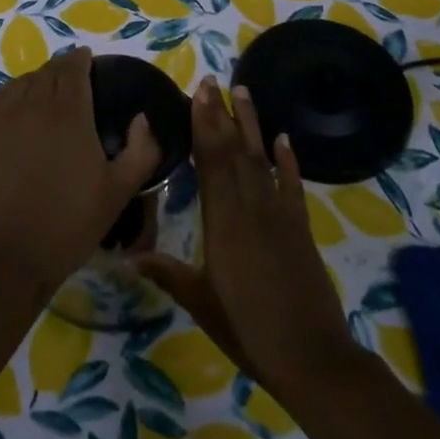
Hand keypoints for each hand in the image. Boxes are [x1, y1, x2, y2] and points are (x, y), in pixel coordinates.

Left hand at [0, 47, 161, 302]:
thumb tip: (142, 119)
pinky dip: (9, 92)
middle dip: (62, 68)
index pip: (73, 69)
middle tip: (74, 76)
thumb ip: (141, 151)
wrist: (11, 253)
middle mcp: (35, 106)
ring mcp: (5, 119)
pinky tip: (16, 103)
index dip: (81, 59)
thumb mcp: (119, 191)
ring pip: (22, 82)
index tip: (89, 59)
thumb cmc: (70, 222)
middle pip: (48, 72)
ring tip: (48, 88)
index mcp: (70, 113)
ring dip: (37, 78)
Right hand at [138, 77, 357, 393]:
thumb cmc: (248, 330)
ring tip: (244, 92)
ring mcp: (279, 215)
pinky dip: (288, 160)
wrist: (312, 357)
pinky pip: (292, 186)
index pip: (210, 162)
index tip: (198, 94)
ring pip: (261, 159)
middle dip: (222, 114)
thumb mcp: (201, 303)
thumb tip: (128, 257)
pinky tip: (283, 138)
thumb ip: (167, 274)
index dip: (204, 125)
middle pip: (234, 151)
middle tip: (213, 80)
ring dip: (252, 125)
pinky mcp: (301, 228)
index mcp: (223, 222)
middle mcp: (251, 208)